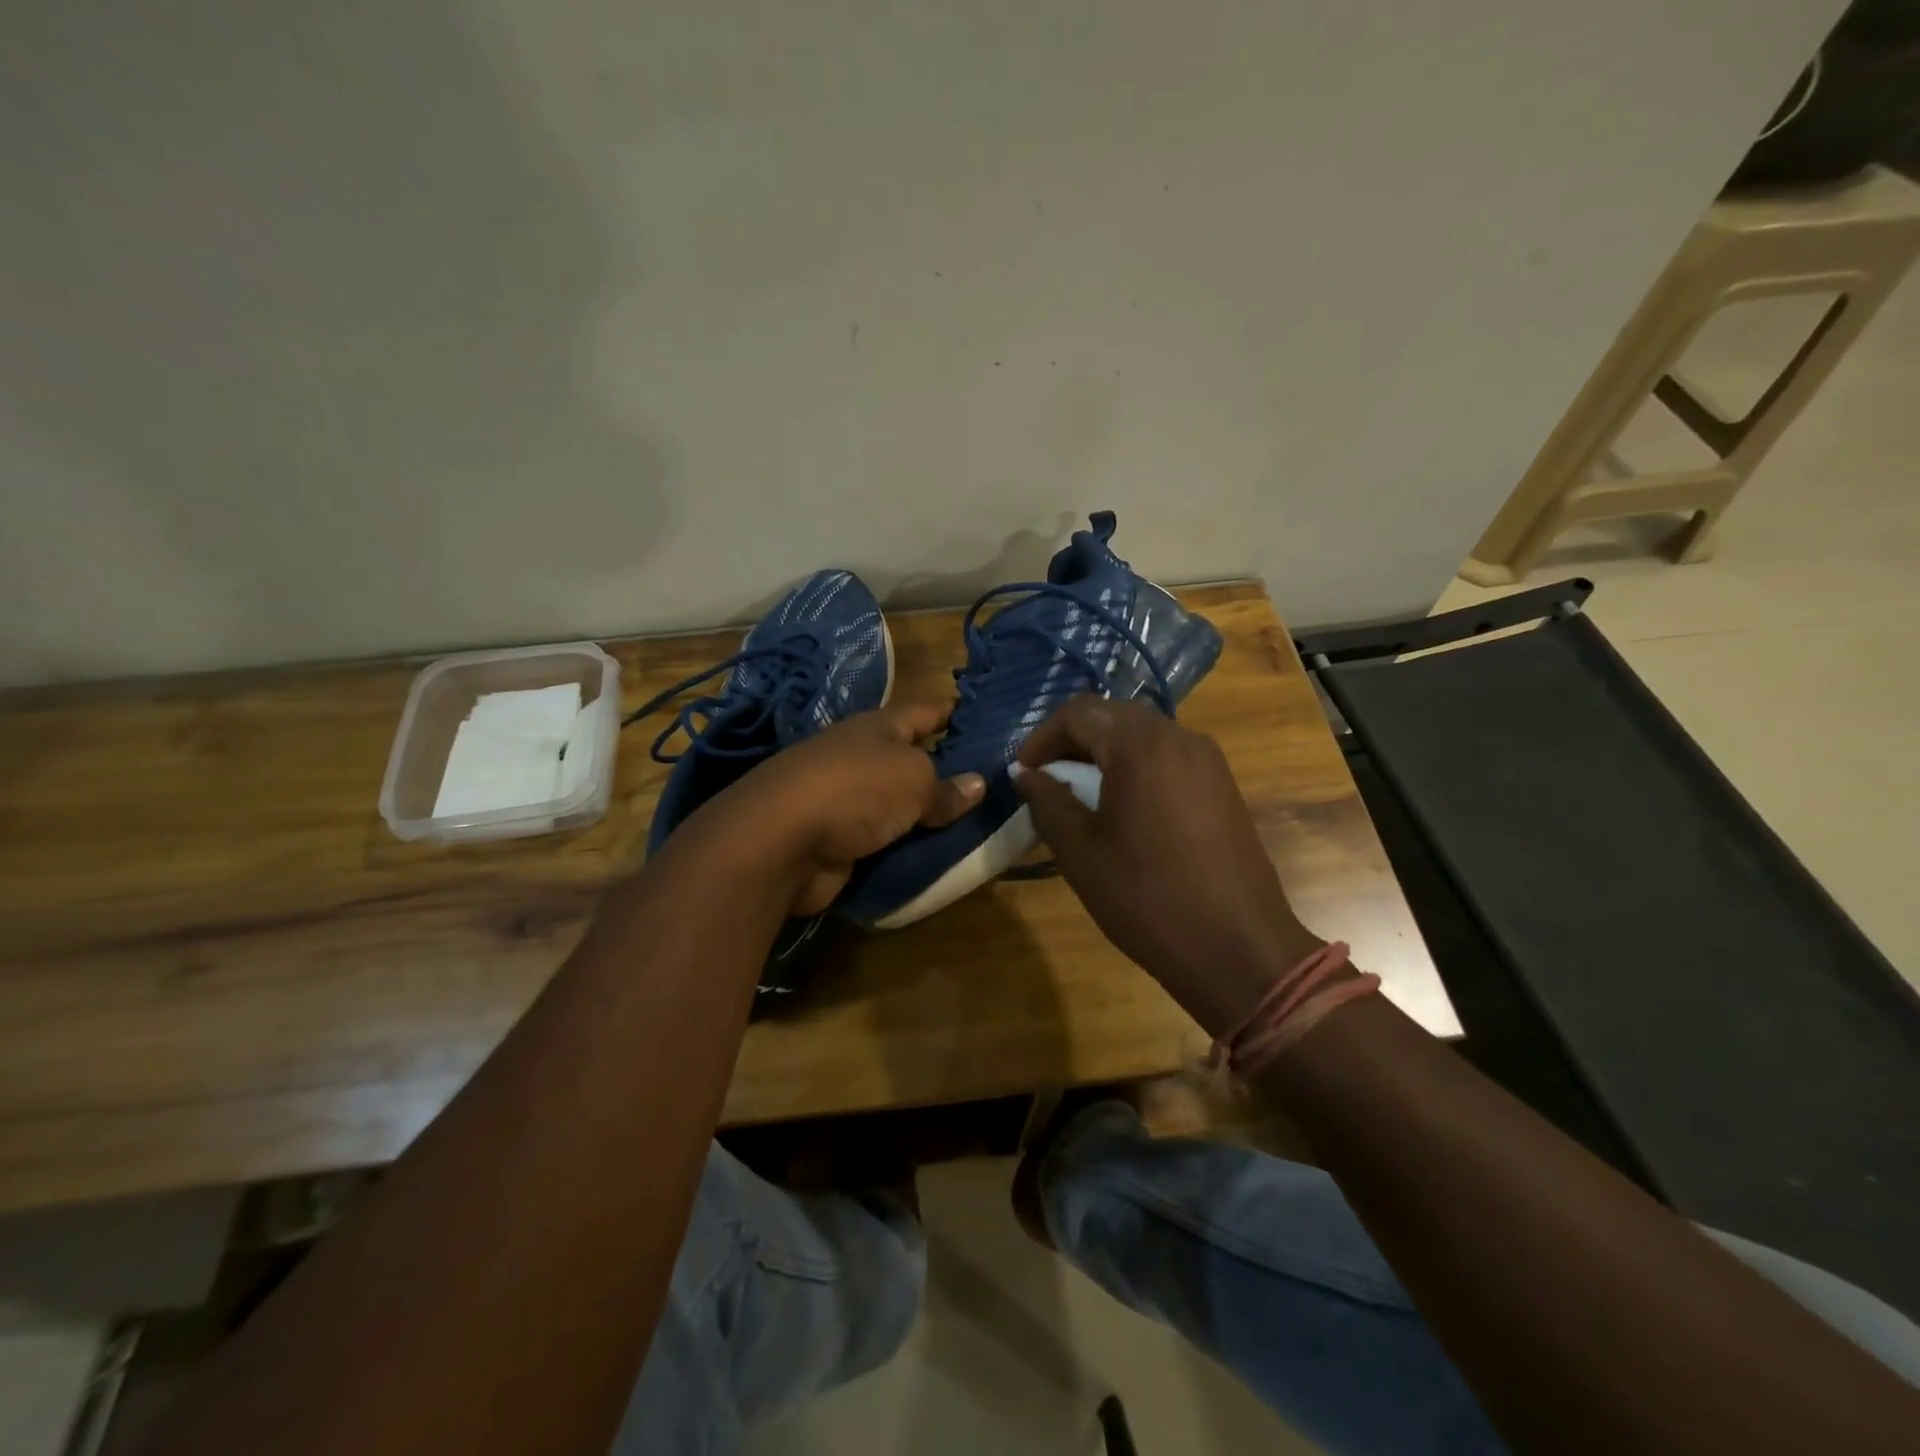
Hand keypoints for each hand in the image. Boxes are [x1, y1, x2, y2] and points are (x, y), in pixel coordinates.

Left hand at [690, 700, 983, 913]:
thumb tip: (978, 784)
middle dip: (946, 769)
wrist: (782, 841)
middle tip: (994, 782)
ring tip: (974, 824)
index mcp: (879, 728)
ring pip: (899, 804)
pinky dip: (906, 846)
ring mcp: (846, 799)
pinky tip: (936, 855)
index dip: (953, 713)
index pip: (925, 712)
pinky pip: (884, 840)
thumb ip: (946, 787)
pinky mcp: (838, 839)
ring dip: (926, 814)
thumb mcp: (913, 780)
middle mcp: (861, 757)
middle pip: (911, 759)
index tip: (985, 717)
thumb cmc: (855, 789)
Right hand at [1014, 696, 1321, 1033]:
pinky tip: (1124, 809)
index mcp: (1141, 745)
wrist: (1238, 948)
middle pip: (1113, 717)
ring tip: (1081, 795)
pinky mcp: (1223, 785)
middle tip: (1047, 779)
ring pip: (1143, 737)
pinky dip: (1136, 769)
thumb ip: (1046, 801)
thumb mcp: (1081, 851)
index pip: (1079, 712)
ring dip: (1104, 755)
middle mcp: (1179, 737)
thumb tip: (1025, 774)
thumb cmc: (1147, 897)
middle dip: (1072, 742)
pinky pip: (1168, 758)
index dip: (1042, 736)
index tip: (1023, 772)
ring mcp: (1208, 760)